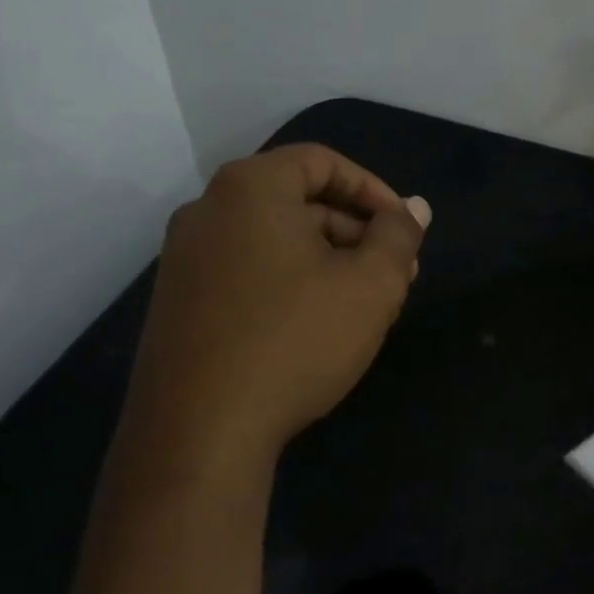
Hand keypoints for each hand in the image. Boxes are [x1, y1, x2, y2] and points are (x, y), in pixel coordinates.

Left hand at [116, 144, 429, 480]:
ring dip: (328, 262)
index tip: (404, 230)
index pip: (322, 162)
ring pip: (275, 241)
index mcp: (250, 188)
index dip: (374, 191)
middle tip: (396, 275)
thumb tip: (415, 208)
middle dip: (356, 233)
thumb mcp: (370, 285)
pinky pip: (247, 273)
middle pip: (298, 201)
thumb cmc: (296, 340)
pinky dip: (290, 284)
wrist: (200, 432)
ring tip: (365, 308)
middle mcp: (207, 210)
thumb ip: (398, 236)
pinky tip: (317, 329)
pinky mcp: (178, 303)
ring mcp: (184, 259)